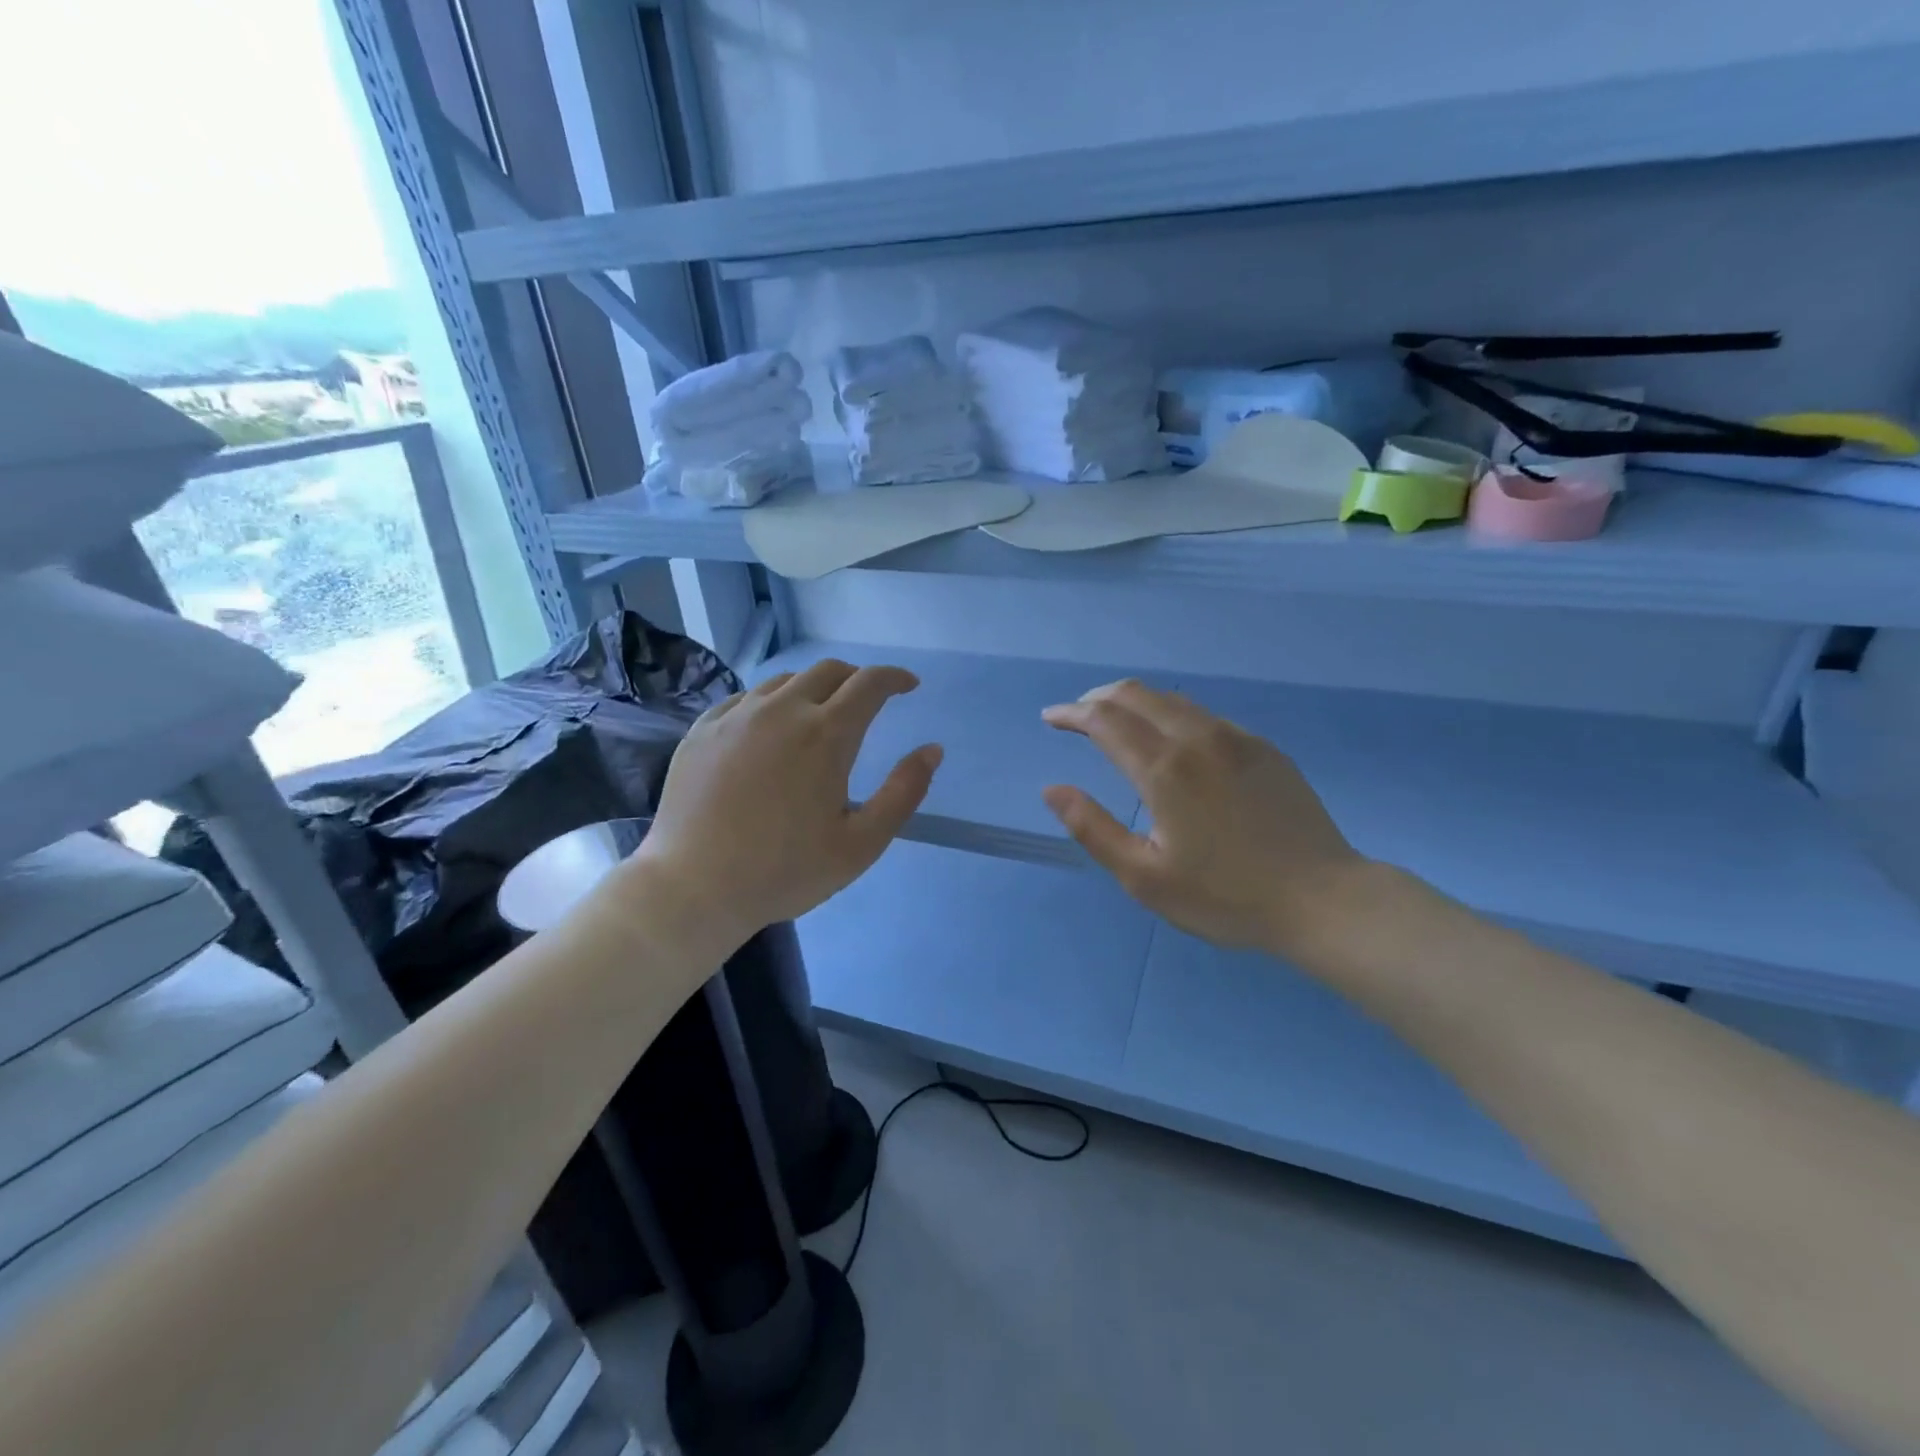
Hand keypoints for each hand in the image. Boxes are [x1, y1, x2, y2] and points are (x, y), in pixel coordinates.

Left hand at [629, 659, 940, 946]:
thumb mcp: (861, 844)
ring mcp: (736, 716)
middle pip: (828, 671)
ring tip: (819, 716)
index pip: (870, 683)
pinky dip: (770, 703)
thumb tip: (932, 750)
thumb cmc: (785, 871)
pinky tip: (768, 730)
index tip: (908, 686)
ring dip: (813, 689)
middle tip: (867, 702)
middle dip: (857, 679)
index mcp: (826, 734)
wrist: (693, 888)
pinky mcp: (702, 730)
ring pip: (784, 681)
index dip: (895, 677)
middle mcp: (781, 710)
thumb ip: (904, 792)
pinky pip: (745, 698)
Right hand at [1041, 681, 1366, 957]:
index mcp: (1164, 770)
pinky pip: (1204, 715)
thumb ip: (1093, 828)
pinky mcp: (1263, 747)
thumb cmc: (1226, 897)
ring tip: (1115, 719)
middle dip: (1097, 697)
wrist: (1323, 900)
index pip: (1104, 720)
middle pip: (1136, 695)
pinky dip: (1171, 714)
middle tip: (1076, 715)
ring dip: (1134, 701)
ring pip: (1172, 699)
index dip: (1070, 713)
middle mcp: (1197, 739)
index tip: (1050, 718)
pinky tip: (1171, 737)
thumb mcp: (1145, 878)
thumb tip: (1052, 789)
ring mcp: (1236, 738)